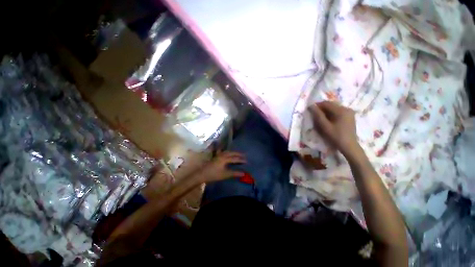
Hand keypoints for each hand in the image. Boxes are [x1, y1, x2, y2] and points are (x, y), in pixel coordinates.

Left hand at [198, 151, 245, 182]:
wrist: (201, 174)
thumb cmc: (213, 174)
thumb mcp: (225, 174)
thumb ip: (234, 173)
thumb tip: (243, 173)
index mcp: (224, 158)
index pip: (235, 158)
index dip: (241, 160)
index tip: (246, 161)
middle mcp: (222, 155)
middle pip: (231, 153)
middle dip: (238, 154)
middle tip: (244, 155)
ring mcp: (218, 155)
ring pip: (227, 152)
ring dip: (233, 152)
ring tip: (238, 154)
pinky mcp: (216, 157)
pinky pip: (224, 152)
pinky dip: (228, 153)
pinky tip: (228, 154)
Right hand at [308, 101, 360, 157]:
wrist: (349, 146)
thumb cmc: (336, 136)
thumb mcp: (325, 126)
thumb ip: (318, 115)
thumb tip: (311, 106)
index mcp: (341, 110)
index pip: (326, 103)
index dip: (317, 105)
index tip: (310, 109)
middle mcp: (346, 108)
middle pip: (331, 105)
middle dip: (321, 108)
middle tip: (314, 114)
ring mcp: (349, 112)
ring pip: (334, 108)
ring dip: (326, 111)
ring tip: (320, 118)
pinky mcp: (350, 116)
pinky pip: (338, 111)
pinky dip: (331, 113)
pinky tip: (328, 119)